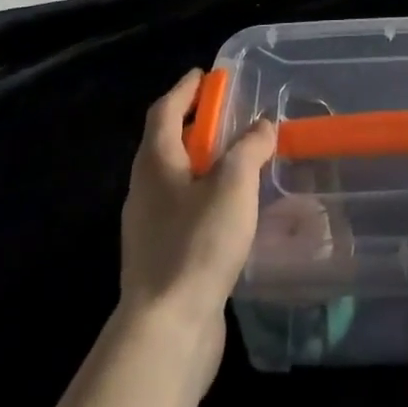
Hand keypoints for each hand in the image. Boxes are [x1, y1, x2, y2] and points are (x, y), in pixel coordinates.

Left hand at [119, 70, 276, 341]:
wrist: (167, 331)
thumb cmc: (197, 244)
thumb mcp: (233, 185)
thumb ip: (249, 148)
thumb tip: (262, 125)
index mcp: (155, 163)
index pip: (165, 110)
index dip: (185, 89)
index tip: (206, 75)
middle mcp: (145, 190)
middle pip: (167, 143)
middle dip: (197, 125)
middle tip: (231, 116)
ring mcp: (149, 228)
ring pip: (177, 180)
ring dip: (204, 164)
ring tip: (240, 161)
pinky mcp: (161, 259)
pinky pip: (184, 212)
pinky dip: (206, 198)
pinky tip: (233, 211)